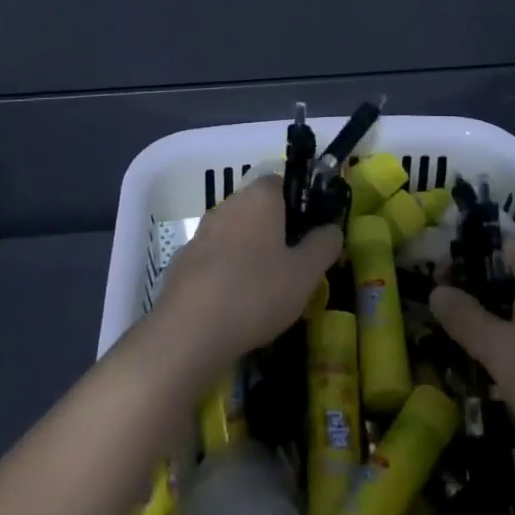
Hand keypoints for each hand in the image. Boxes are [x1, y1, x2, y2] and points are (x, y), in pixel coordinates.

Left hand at [148, 176, 342, 381]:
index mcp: (259, 198)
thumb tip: (332, 229)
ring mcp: (201, 233)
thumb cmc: (256, 292)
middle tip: (293, 265)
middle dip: (275, 231)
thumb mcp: (305, 274)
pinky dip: (226, 272)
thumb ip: (323, 245)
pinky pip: (214, 259)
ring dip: (250, 252)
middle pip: (257, 208)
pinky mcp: (182, 261)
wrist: (189, 331)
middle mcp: (228, 205)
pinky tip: (235, 304)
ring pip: (235, 234)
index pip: (281, 182)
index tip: (309, 233)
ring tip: (266, 289)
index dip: (298, 203)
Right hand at [429, 240, 514, 475]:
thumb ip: (464, 317)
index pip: (499, 244)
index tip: (438, 283)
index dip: (465, 257)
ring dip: (495, 322)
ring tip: (465, 349)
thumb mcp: (498, 350)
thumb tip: (437, 291)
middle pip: (511, 275)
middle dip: (477, 293)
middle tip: (446, 319)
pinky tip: (502, 375)